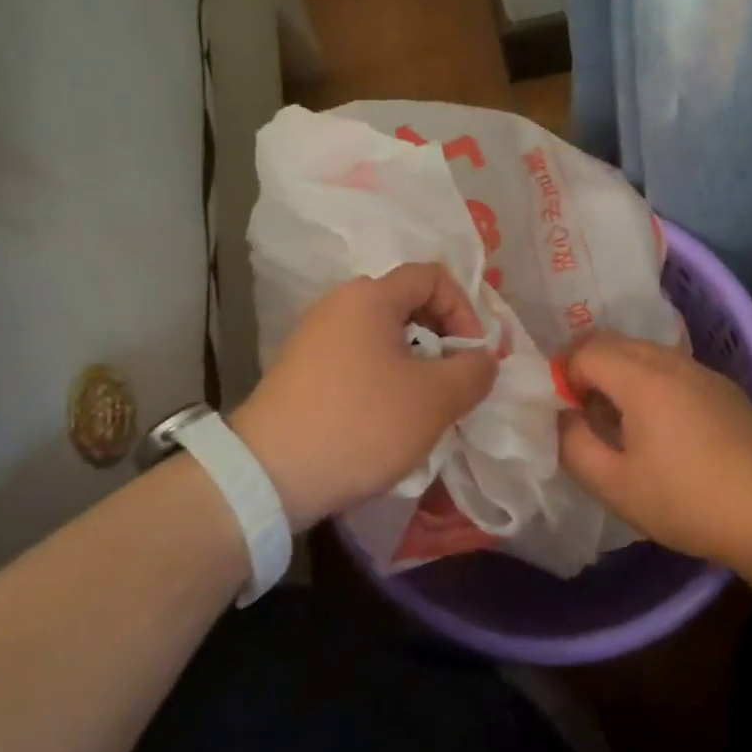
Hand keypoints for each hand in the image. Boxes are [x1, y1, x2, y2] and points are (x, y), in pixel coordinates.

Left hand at [230, 263, 497, 530]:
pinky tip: (387, 418)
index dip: (464, 309)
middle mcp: (338, 305)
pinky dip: (384, 377)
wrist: (268, 475)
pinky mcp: (301, 370)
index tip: (472, 355)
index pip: (432, 276)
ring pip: (383, 335)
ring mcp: (314, 337)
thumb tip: (482, 359)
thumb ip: (473, 371)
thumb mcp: (435, 399)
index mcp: (370, 297)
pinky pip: (358, 358)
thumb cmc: (361, 424)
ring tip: (425, 405)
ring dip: (415, 362)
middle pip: (407, 303)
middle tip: (454, 380)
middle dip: (441, 338)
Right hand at [558, 333, 751, 571]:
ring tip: (618, 418)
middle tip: (582, 409)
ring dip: (620, 371)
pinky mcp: (724, 387)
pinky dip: (651, 380)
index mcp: (642, 379)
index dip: (565, 376)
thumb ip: (574, 446)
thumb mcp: (615, 486)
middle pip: (615, 341)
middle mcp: (672, 362)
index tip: (566, 412)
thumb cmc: (686, 502)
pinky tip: (661, 424)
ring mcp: (703, 371)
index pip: (586, 351)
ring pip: (646, 351)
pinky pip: (673, 367)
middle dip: (589, 365)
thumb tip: (562, 416)